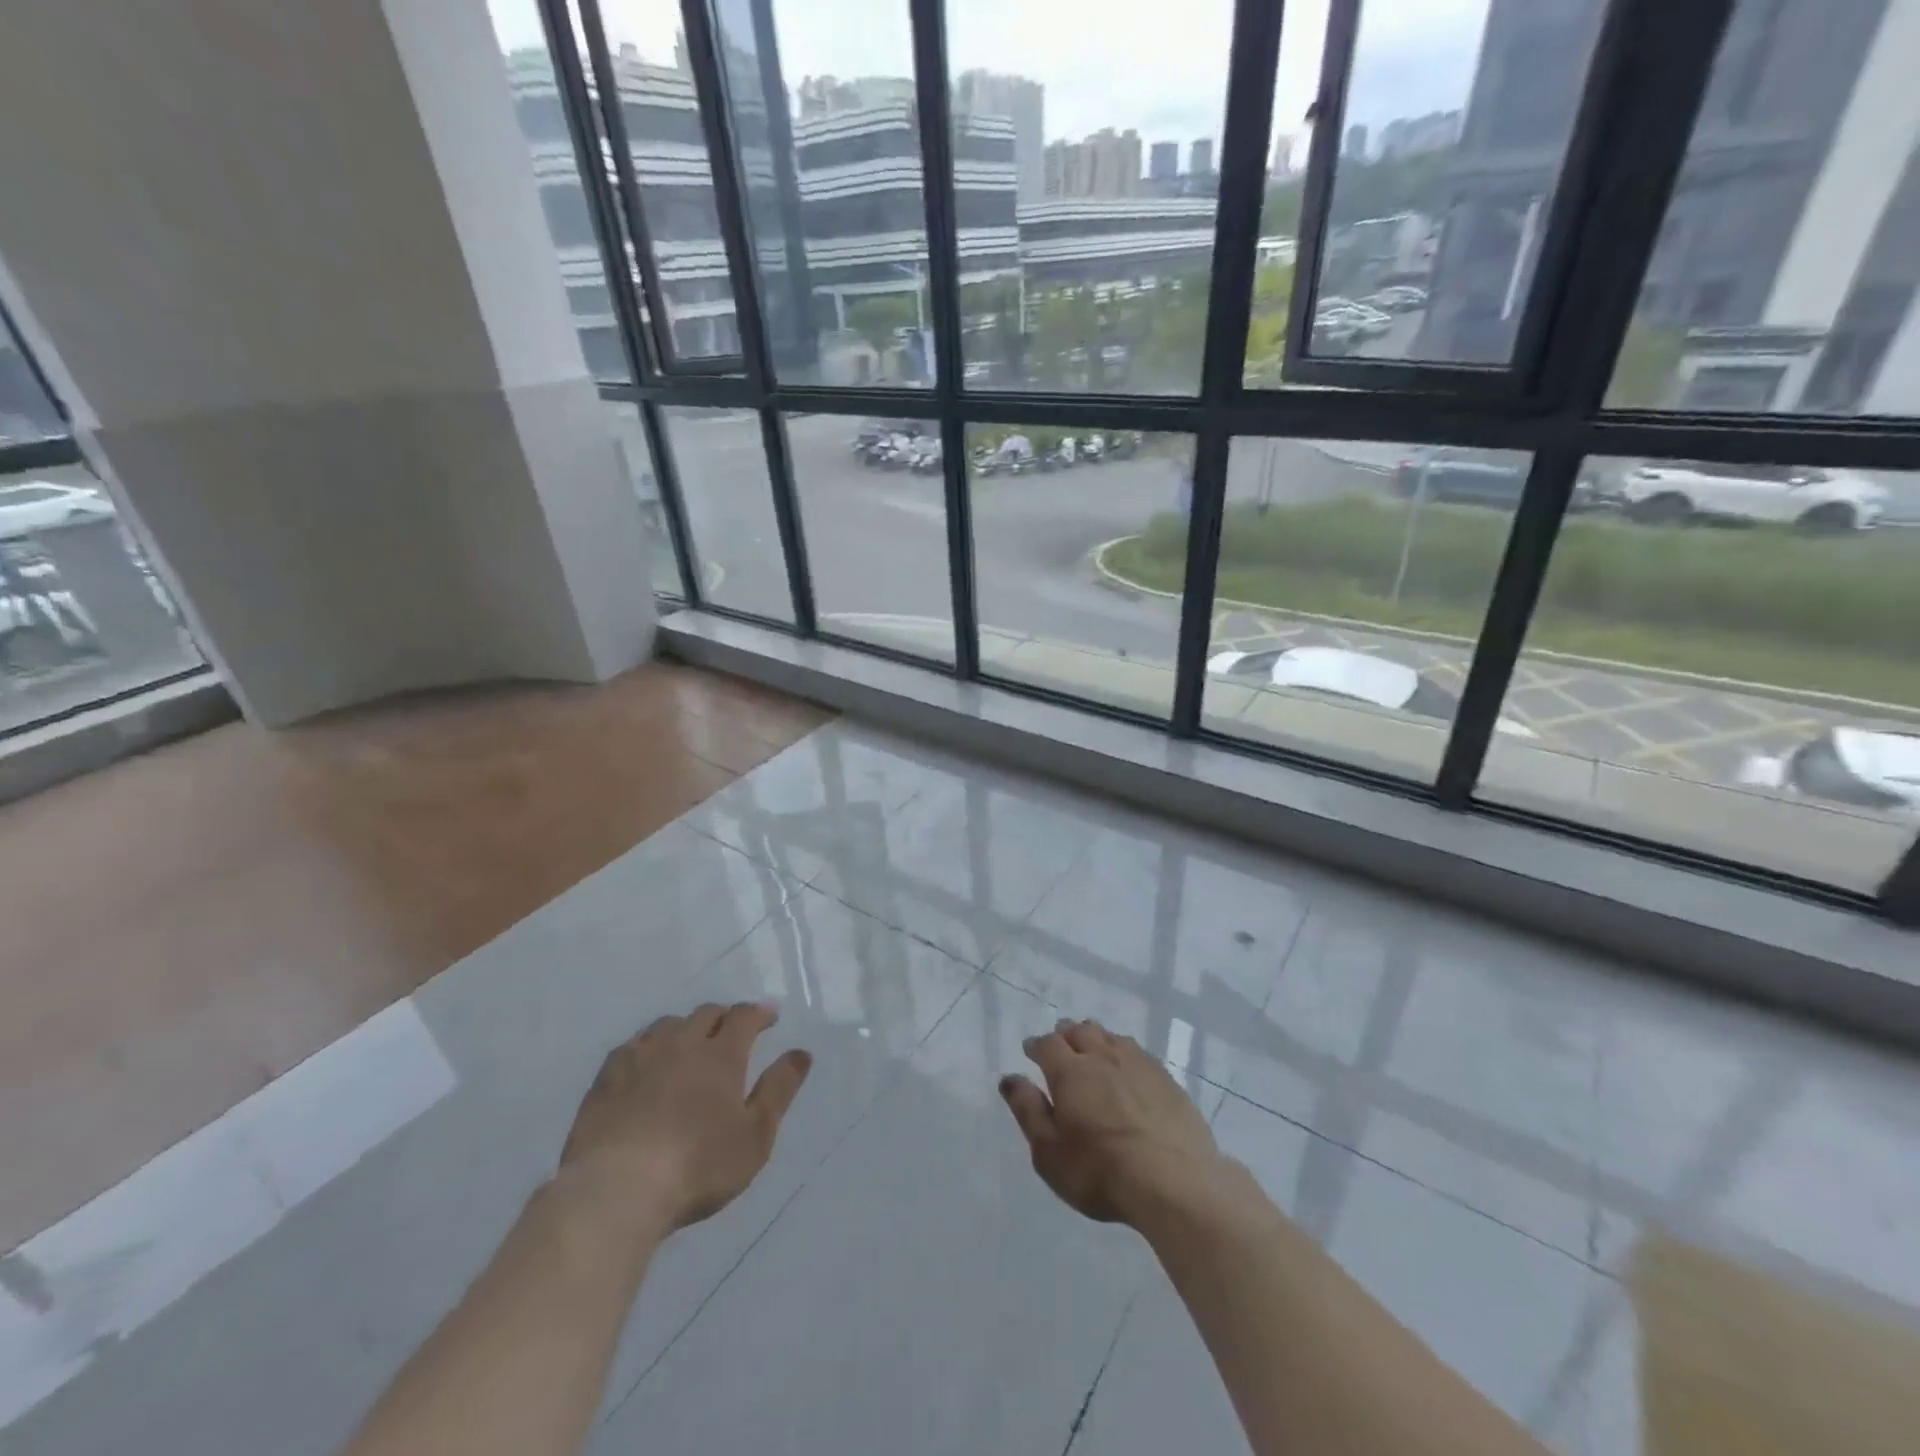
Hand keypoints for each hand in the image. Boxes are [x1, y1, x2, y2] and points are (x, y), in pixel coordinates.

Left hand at [559, 1002, 811, 1236]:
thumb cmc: (697, 1166)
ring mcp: (640, 1057)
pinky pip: (632, 1045)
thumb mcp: (755, 1135)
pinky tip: (646, 1062)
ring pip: (668, 1024)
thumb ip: (779, 1090)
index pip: (744, 1016)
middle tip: (732, 1032)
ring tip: (690, 1044)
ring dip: (686, 1027)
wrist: (616, 1190)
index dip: (759, 1013)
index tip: (770, 1018)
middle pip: (706, 1014)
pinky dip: (649, 1045)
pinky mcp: (606, 1078)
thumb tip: (801, 1053)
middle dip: (724, 1018)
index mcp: (721, 1055)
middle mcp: (682, 1044)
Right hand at [1000, 1018, 1224, 1224]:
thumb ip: (1028, 1111)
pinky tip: (1127, 1067)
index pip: (1048, 1044)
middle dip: (1066, 1034)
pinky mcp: (1166, 1079)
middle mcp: (1103, 1057)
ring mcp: (1138, 1064)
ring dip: (1096, 1039)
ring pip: (1111, 1037)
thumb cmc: (1101, 1172)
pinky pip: (1138, 1052)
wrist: (1175, 1182)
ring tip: (1092, 1050)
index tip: (1030, 1051)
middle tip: (1060, 1045)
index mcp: (1070, 1072)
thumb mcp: (1049, 1152)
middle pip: (1080, 1031)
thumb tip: (1010, 1078)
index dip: (1036, 1045)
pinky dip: (1124, 1052)